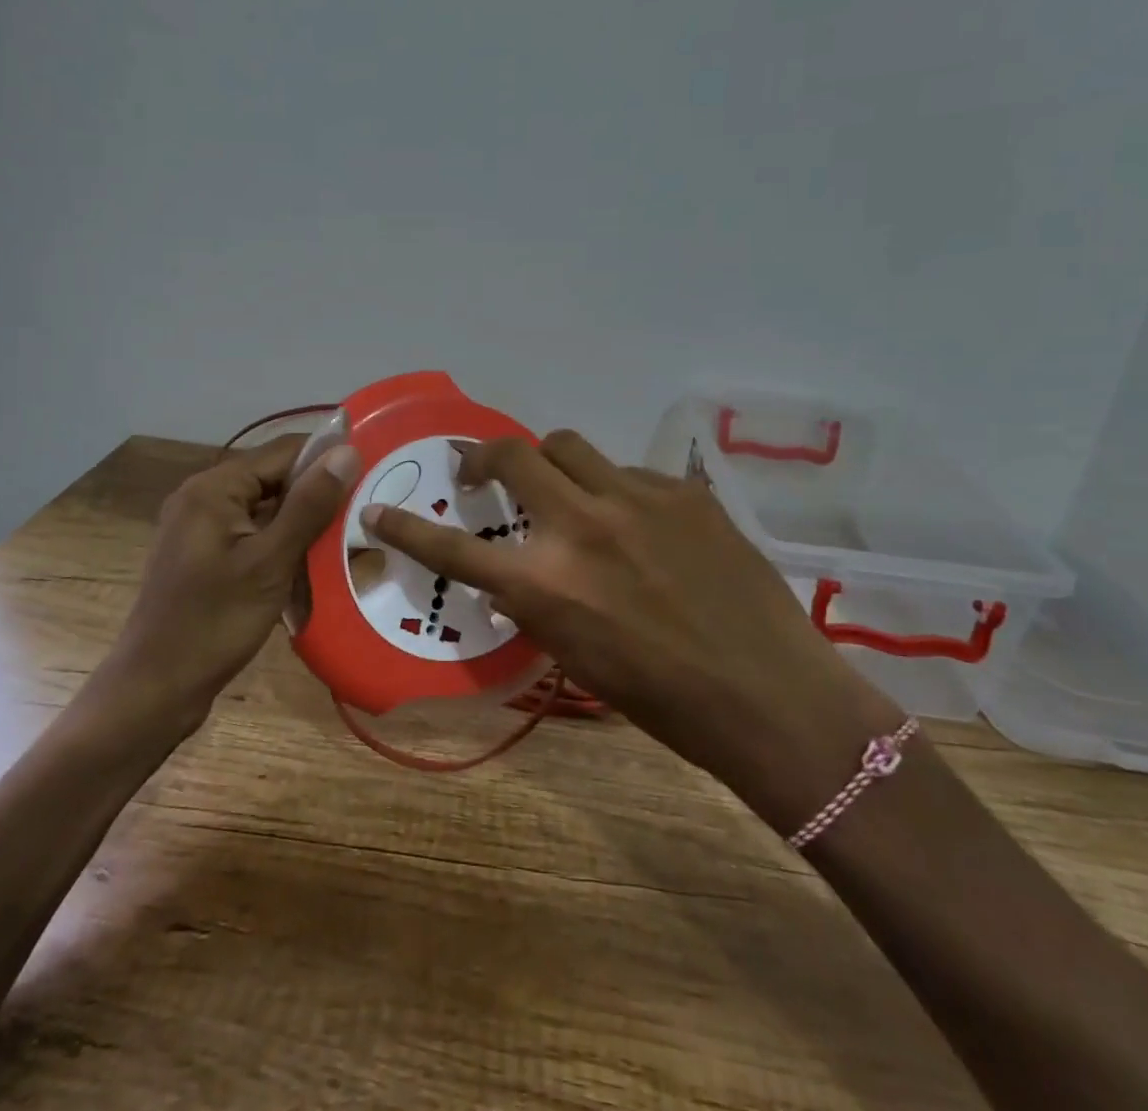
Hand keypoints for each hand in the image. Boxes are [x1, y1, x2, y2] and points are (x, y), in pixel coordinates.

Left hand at [88, 435, 359, 738]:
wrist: (155, 689)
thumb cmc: (214, 622)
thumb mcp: (270, 562)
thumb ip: (309, 505)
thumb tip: (347, 451)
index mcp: (213, 488)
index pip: (284, 451)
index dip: (328, 459)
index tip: (372, 476)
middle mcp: (203, 496)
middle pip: (275, 479)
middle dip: (317, 496)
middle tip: (363, 516)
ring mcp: (201, 527)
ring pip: (267, 509)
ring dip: (303, 524)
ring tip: (347, 541)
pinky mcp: (205, 555)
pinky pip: (253, 534)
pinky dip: (282, 545)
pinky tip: (312, 567)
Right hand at [361, 430, 900, 831]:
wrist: (770, 696)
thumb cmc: (664, 701)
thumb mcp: (577, 658)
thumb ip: (539, 602)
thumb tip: (521, 569)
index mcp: (546, 585)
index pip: (453, 547)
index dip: (406, 528)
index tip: (378, 511)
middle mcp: (581, 526)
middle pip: (513, 454)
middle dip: (485, 457)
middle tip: (483, 474)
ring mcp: (635, 498)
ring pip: (569, 446)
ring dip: (551, 463)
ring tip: (564, 490)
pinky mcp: (681, 490)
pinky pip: (628, 472)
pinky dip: (615, 490)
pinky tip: (639, 523)